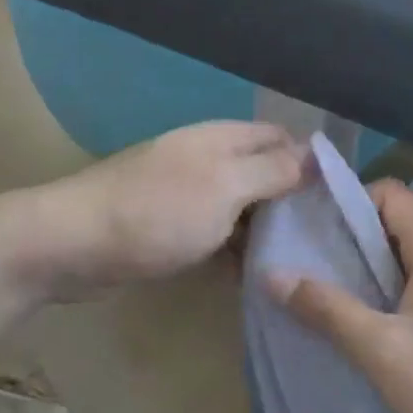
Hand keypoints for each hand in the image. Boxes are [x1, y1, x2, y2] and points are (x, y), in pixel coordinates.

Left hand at [28, 122, 307, 300]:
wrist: (72, 244)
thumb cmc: (156, 213)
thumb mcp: (225, 187)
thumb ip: (271, 170)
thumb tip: (314, 154)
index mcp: (220, 139)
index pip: (280, 138)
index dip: (311, 163)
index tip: (341, 201)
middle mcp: (204, 158)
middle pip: (260, 171)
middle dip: (291, 199)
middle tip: (324, 239)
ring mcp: (183, 192)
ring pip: (238, 205)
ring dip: (263, 228)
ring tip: (297, 261)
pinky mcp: (166, 225)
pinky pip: (213, 230)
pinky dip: (233, 247)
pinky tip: (251, 274)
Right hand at [268, 180, 412, 412]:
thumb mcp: (383, 352)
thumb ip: (327, 309)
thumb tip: (271, 274)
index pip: (385, 193)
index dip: (343, 205)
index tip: (304, 234)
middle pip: (395, 224)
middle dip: (348, 244)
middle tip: (303, 271)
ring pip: (409, 259)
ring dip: (368, 274)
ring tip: (326, 301)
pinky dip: (393, 296)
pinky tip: (370, 330)